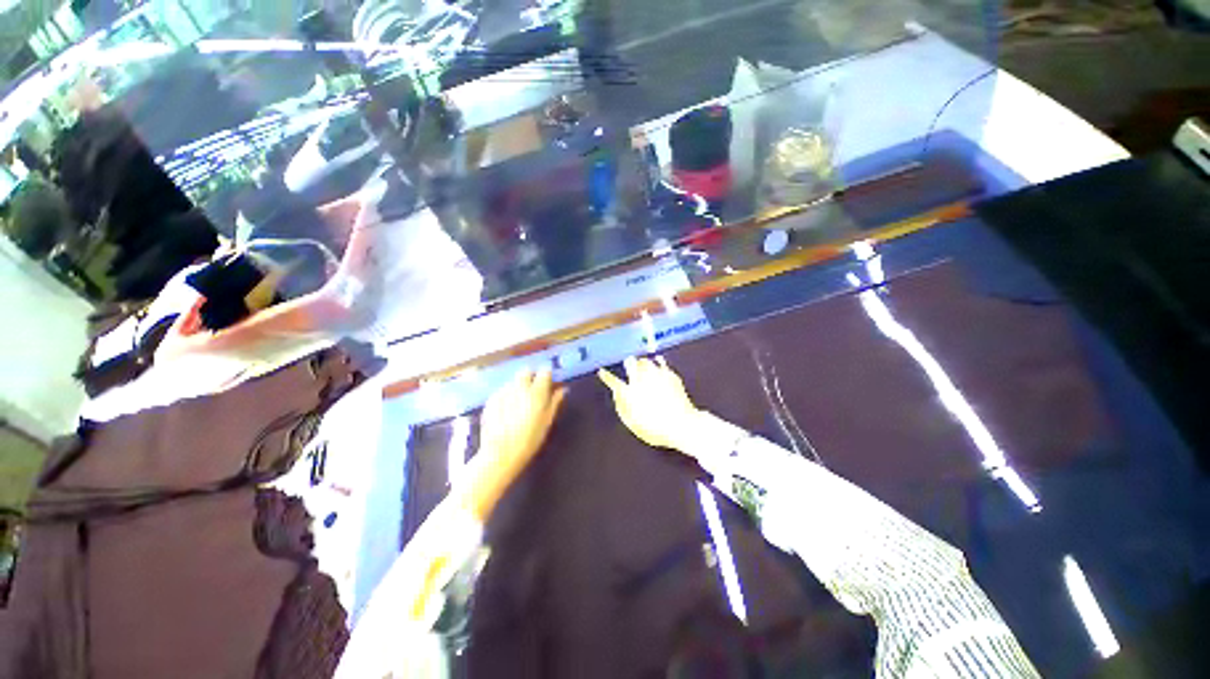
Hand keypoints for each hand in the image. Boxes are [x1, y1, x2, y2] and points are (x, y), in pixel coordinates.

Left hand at [461, 366, 565, 520]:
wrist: (500, 454)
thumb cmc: (529, 440)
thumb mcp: (547, 422)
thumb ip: (555, 402)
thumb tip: (562, 389)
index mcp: (537, 392)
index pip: (544, 371)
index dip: (547, 376)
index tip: (548, 383)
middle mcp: (520, 387)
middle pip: (526, 371)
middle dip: (530, 377)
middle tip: (533, 391)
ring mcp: (504, 392)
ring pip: (513, 381)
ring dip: (518, 386)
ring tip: (518, 403)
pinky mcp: (491, 399)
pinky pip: (502, 391)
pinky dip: (506, 396)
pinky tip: (506, 411)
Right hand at [598, 356, 699, 453]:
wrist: (681, 424)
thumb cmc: (655, 429)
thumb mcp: (633, 424)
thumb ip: (622, 408)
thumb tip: (616, 395)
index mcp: (629, 393)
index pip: (613, 382)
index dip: (606, 376)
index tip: (602, 371)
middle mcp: (641, 381)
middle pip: (630, 364)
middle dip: (628, 363)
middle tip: (628, 363)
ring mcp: (656, 376)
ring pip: (645, 361)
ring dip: (642, 362)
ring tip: (643, 364)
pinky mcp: (670, 375)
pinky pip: (662, 363)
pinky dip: (658, 361)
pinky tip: (658, 360)